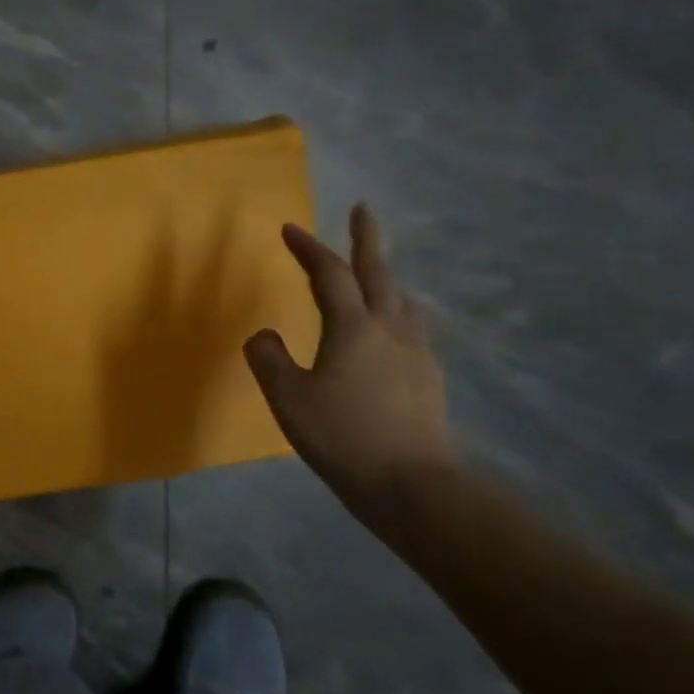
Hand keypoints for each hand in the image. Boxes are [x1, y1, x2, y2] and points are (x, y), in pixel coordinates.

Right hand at [243, 204, 453, 503]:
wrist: (411, 484)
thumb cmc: (341, 435)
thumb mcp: (288, 397)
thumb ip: (268, 359)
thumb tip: (264, 336)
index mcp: (353, 327)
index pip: (329, 274)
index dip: (309, 248)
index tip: (289, 228)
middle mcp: (390, 329)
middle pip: (379, 272)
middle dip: (367, 238)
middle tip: (363, 209)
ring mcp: (417, 352)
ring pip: (402, 299)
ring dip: (387, 276)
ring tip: (377, 273)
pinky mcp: (429, 377)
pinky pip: (412, 328)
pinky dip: (397, 312)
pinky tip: (392, 331)